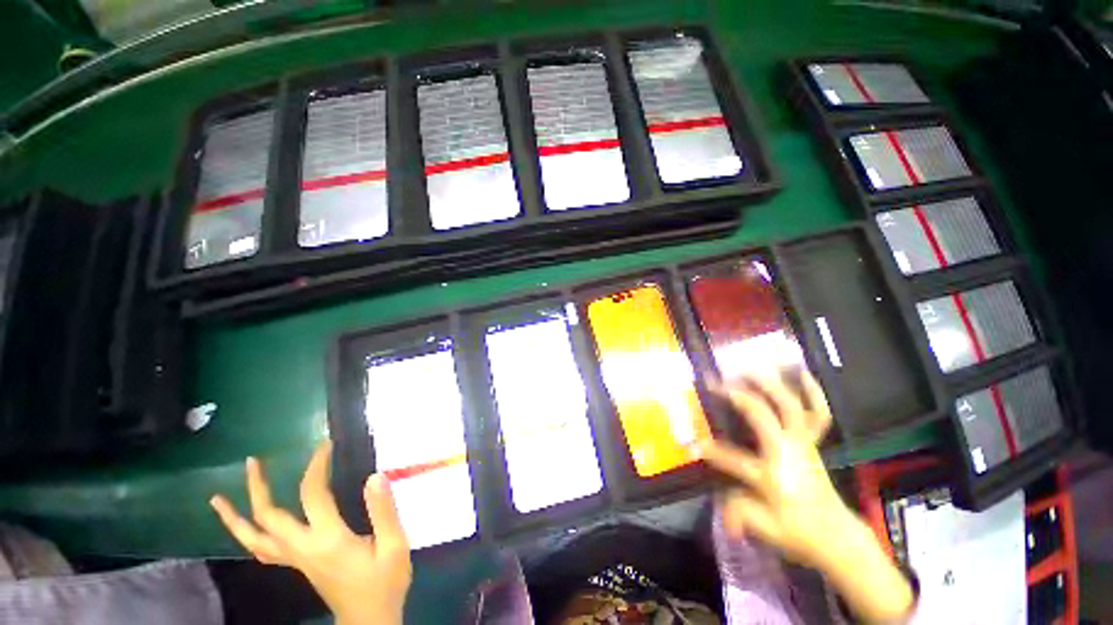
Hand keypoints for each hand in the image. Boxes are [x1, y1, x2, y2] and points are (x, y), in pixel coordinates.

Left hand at [210, 441, 411, 624]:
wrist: (369, 619)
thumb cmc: (384, 582)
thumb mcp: (394, 545)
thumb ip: (384, 510)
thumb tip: (375, 476)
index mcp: (328, 539)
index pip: (312, 494)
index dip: (316, 466)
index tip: (324, 445)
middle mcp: (303, 548)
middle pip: (268, 516)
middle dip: (257, 486)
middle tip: (253, 461)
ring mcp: (296, 559)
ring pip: (254, 539)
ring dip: (236, 517)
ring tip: (218, 498)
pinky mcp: (298, 566)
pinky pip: (263, 550)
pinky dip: (248, 536)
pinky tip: (247, 528)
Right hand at [700, 370, 849, 567]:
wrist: (836, 534)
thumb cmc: (797, 531)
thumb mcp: (764, 529)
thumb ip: (738, 512)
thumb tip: (717, 500)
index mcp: (772, 475)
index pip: (733, 458)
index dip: (709, 450)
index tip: (690, 443)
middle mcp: (788, 451)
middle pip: (762, 415)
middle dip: (737, 396)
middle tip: (715, 382)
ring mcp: (803, 442)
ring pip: (790, 406)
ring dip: (769, 383)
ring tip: (749, 367)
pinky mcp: (812, 440)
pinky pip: (818, 412)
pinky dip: (813, 391)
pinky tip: (802, 372)